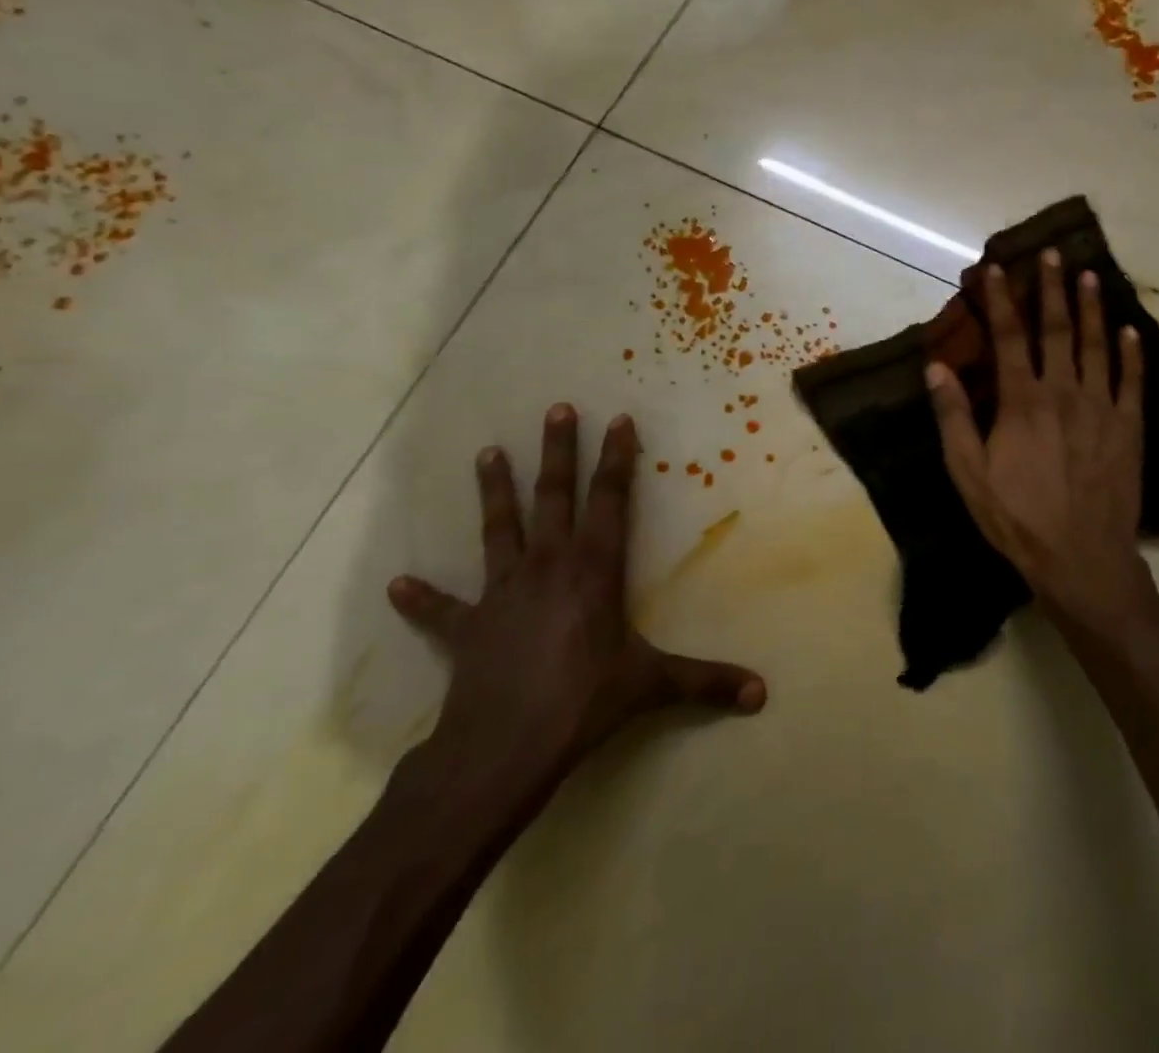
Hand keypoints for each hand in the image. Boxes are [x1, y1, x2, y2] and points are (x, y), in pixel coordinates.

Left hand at [388, 405, 765, 814]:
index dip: (616, 459)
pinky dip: (422, 598)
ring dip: (494, 491)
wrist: (502, 749)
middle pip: (552, 497)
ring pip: (498, 530)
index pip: (609, 500)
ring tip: (486, 453)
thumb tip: (761, 694)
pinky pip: (442, 610)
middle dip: (557, 452)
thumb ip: (705, 682)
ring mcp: (502, 593)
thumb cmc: (583, 702)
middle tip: (557, 410)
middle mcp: (547, 566)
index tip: (618, 420)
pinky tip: (397, 585)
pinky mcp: (468, 628)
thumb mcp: (651, 686)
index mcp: (593, 569)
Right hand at [927, 251, 1156, 629]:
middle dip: (1052, 289)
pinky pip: (1132, 381)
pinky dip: (1131, 352)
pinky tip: (1130, 330)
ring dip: (1092, 308)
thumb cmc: (1016, 517)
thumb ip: (953, 417)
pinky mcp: (1128, 427)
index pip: (1009, 337)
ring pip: (1097, 345)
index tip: (997, 268)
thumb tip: (936, 368)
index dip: (1001, 300)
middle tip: (1052, 254)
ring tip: (1090, 275)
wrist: (1081, 558)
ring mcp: (1101, 407)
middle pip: (1057, 330)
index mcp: (1022, 401)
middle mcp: (1064, 392)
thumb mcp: (968, 473)